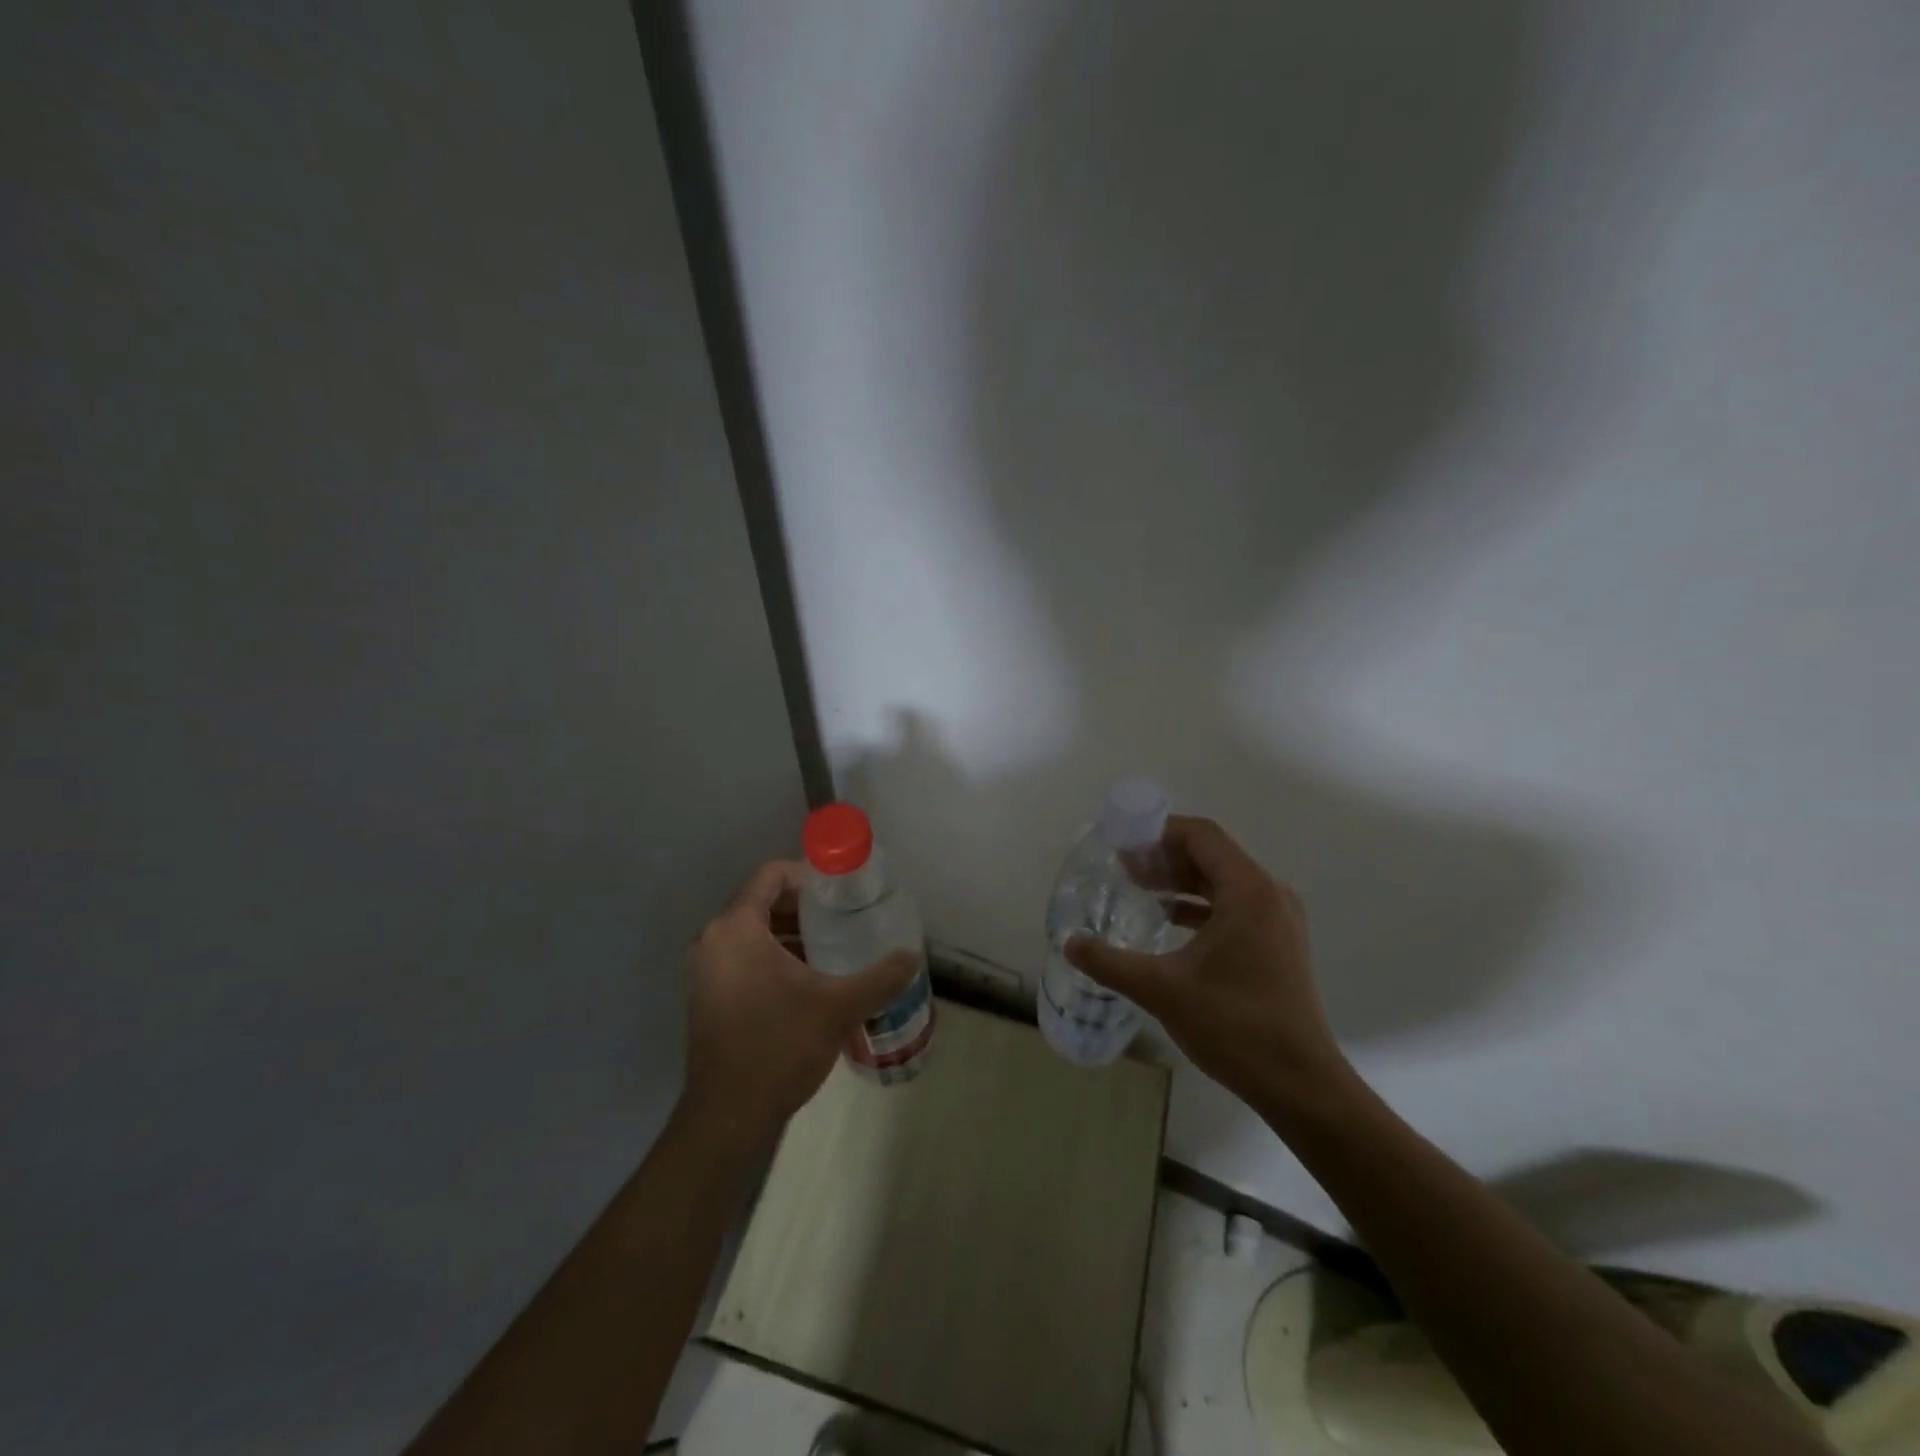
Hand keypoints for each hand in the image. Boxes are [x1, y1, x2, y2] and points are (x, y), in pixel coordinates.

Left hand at [681, 862, 918, 1140]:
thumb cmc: (778, 1047)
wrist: (728, 1117)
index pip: (770, 875)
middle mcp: (713, 940)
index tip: (842, 892)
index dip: (808, 875)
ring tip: (834, 946)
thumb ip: (879, 978)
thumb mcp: (838, 1008)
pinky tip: (810, 978)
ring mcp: (707, 970)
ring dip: (792, 932)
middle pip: (762, 901)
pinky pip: (745, 956)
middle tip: (845, 918)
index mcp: (735, 929)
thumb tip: (912, 957)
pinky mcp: (709, 995)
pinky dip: (775, 955)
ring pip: (754, 931)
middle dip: (805, 906)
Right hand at [1067, 817, 1348, 1110]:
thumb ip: (1110, 962)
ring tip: (1138, 888)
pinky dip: (1198, 905)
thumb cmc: (1234, 1025)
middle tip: (1122, 867)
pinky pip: (1233, 906)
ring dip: (1180, 880)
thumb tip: (1070, 943)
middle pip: (1211, 854)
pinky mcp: (1277, 944)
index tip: (1122, 842)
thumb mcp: (1162, 989)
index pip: (1201, 836)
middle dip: (1164, 856)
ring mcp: (1278, 920)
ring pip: (1222, 881)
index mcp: (1248, 891)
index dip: (1158, 831)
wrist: (1299, 1083)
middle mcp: (1269, 895)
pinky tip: (1167, 921)